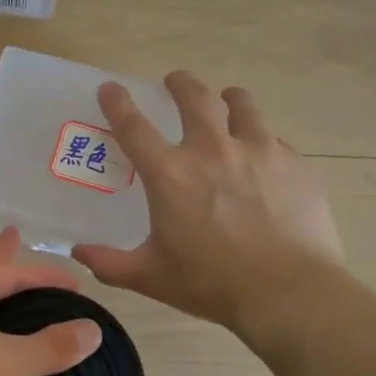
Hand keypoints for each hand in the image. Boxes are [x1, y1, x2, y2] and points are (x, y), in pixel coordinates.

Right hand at [73, 71, 345, 337]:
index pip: (134, 127)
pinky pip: (277, 141)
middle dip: (180, 83)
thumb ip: (110, 263)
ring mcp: (260, 152)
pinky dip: (265, 142)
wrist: (289, 292)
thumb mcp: (151, 276)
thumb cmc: (212, 283)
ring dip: (230, 99)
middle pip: (194, 98)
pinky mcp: (296, 165)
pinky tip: (266, 158)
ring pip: (243, 106)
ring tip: (229, 101)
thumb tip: (78, 253)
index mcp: (171, 175)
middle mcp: (213, 150)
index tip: (110, 88)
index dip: (117, 103)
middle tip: (175, 82)